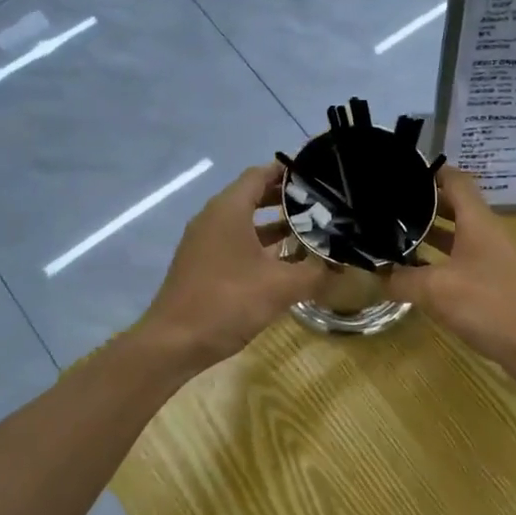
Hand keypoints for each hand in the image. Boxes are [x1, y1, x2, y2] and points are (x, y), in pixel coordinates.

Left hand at [135, 165, 328, 369]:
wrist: (174, 343)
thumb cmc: (228, 302)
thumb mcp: (280, 287)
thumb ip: (314, 272)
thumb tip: (341, 266)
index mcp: (228, 210)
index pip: (260, 174)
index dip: (288, 172)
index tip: (318, 175)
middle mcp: (213, 218)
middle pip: (253, 196)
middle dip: (286, 199)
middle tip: (320, 205)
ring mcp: (204, 242)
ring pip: (244, 222)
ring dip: (275, 225)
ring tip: (310, 231)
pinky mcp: (202, 264)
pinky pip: (235, 242)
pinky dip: (260, 245)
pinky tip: (285, 262)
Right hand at [389, 166, 515, 389]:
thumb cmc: (493, 306)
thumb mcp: (438, 291)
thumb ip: (403, 280)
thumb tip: (377, 276)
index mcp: (478, 222)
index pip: (455, 180)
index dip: (430, 172)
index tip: (398, 174)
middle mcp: (487, 234)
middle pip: (454, 207)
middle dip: (422, 205)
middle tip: (386, 209)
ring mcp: (494, 261)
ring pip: (457, 237)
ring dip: (429, 236)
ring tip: (394, 239)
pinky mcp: (495, 287)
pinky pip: (462, 264)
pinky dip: (439, 264)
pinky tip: (417, 278)